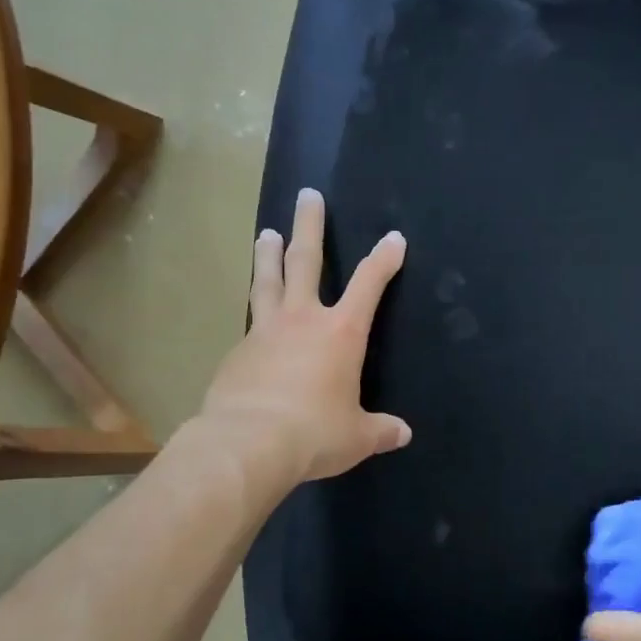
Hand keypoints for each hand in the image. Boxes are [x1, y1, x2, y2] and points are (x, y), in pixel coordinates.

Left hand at [200, 188, 410, 482]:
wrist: (247, 444)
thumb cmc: (314, 433)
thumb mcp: (356, 436)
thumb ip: (380, 430)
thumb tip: (402, 434)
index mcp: (341, 332)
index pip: (369, 284)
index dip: (384, 259)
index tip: (394, 238)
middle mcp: (303, 320)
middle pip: (306, 261)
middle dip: (310, 226)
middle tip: (308, 196)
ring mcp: (265, 331)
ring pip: (268, 281)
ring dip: (269, 254)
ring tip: (268, 232)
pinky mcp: (237, 352)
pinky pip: (251, 322)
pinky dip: (257, 312)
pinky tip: (255, 319)